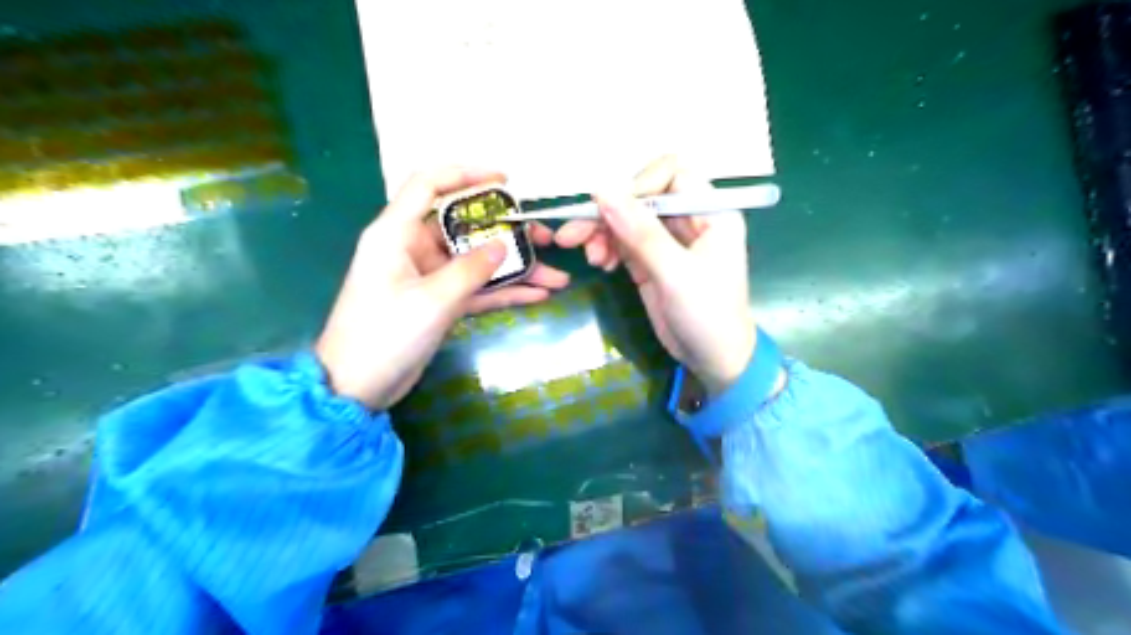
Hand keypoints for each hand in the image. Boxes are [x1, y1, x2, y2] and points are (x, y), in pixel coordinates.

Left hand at [315, 166, 565, 408]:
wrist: (357, 387)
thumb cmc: (384, 335)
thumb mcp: (431, 300)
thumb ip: (471, 270)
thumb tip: (505, 245)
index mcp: (397, 233)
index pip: (429, 185)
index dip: (465, 174)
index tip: (506, 181)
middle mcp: (414, 249)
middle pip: (466, 227)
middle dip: (508, 232)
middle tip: (546, 238)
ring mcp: (430, 277)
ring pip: (478, 262)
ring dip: (516, 269)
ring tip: (556, 275)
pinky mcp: (440, 303)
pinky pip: (477, 290)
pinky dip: (505, 292)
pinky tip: (538, 295)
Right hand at [557, 156, 758, 394]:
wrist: (714, 361)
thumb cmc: (708, 315)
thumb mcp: (676, 274)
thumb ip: (641, 233)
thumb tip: (602, 190)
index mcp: (710, 212)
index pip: (672, 173)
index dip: (640, 185)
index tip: (612, 209)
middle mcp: (688, 219)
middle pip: (641, 196)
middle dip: (609, 213)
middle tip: (573, 236)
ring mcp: (667, 240)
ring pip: (626, 219)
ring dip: (602, 232)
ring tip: (592, 259)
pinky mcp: (650, 261)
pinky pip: (622, 242)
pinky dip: (607, 248)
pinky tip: (601, 264)